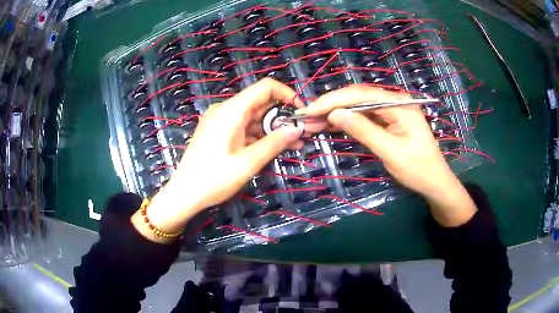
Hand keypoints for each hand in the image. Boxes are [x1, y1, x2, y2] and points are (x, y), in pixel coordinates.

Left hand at [132, 78, 303, 241]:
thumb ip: (274, 143)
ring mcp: (221, 121)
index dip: (287, 94)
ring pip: (254, 117)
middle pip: (261, 103)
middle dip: (284, 116)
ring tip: (296, 143)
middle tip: (304, 132)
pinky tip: (276, 146)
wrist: (185, 194)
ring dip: (274, 128)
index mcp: (231, 111)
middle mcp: (226, 110)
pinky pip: (245, 127)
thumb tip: (297, 129)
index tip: (301, 112)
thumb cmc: (214, 179)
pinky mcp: (219, 132)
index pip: (265, 87)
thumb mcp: (248, 162)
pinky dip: (260, 135)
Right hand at [296, 85, 476, 225]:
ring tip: (312, 122)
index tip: (310, 110)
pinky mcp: (387, 122)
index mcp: (399, 104)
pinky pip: (363, 117)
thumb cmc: (418, 169)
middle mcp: (394, 102)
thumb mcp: (391, 152)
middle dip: (331, 106)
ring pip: (358, 107)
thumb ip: (364, 130)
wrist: (434, 183)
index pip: (361, 95)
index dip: (333, 100)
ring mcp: (390, 111)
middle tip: (306, 116)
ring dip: (336, 113)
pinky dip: (346, 122)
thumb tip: (334, 114)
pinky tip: (330, 125)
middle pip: (357, 97)